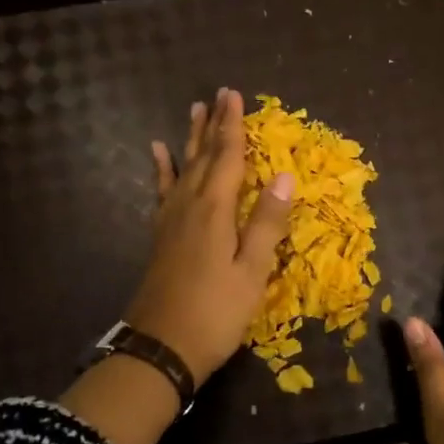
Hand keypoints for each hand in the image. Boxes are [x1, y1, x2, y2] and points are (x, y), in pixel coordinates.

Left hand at [124, 88, 293, 384]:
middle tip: (219, 95)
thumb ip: (267, 222)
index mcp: (216, 211)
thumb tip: (285, 175)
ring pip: (183, 168)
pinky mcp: (161, 236)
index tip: (234, 95)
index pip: (228, 157)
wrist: (161, 348)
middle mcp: (190, 206)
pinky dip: (163, 170)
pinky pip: (163, 191)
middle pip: (204, 156)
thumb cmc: (216, 313)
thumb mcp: (252, 271)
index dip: (234, 126)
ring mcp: (171, 220)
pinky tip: (158, 154)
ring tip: (193, 111)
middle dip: (214, 125)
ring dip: (191, 139)